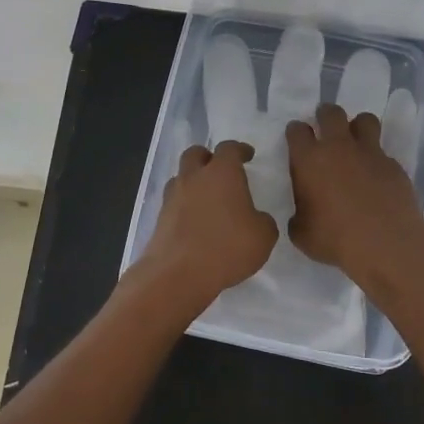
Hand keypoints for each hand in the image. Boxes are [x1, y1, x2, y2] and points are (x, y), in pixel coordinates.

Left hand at [136, 140, 278, 308]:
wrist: (178, 274)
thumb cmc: (227, 247)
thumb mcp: (263, 236)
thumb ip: (263, 221)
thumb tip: (256, 218)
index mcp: (222, 173)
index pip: (229, 148)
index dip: (239, 150)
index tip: (247, 155)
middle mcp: (194, 177)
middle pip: (196, 154)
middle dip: (208, 157)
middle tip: (220, 170)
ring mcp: (172, 197)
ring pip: (181, 177)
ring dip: (193, 181)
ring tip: (206, 198)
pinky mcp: (160, 218)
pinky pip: (174, 202)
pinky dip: (184, 206)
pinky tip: (195, 221)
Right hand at [286, 103, 423, 279]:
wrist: (384, 243)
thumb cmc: (334, 238)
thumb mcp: (301, 232)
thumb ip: (299, 215)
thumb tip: (303, 213)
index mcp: (309, 160)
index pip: (297, 130)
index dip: (296, 132)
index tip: (297, 139)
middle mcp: (338, 147)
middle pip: (331, 113)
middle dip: (325, 115)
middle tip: (325, 127)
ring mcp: (369, 153)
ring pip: (364, 120)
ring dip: (358, 127)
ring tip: (355, 142)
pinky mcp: (393, 165)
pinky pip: (383, 152)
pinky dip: (377, 160)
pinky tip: (376, 178)